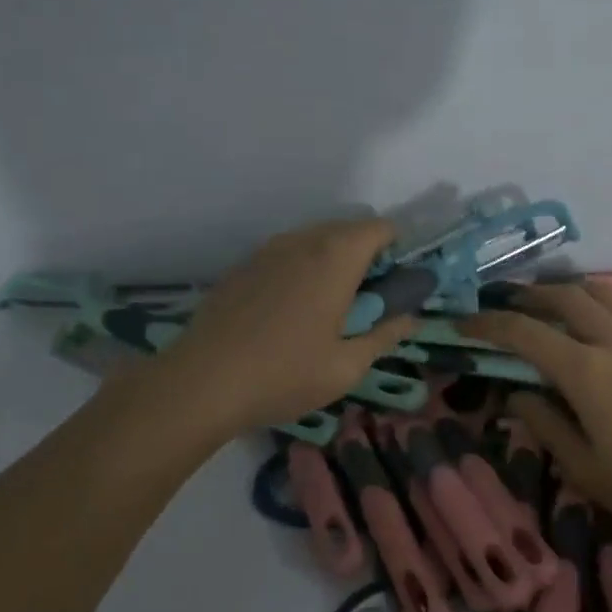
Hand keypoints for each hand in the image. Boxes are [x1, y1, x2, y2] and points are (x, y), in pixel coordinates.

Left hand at [155, 217, 419, 433]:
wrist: (201, 383)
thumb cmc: (285, 374)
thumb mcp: (347, 366)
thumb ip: (384, 337)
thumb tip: (410, 320)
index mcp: (336, 258)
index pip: (381, 228)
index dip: (398, 247)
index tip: (399, 279)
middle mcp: (302, 241)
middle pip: (348, 229)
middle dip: (367, 254)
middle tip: (370, 297)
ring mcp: (267, 250)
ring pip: (314, 239)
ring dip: (333, 259)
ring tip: (331, 304)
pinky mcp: (242, 267)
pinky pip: (285, 254)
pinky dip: (301, 268)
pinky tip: (290, 310)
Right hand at [462, 283, 611, 538]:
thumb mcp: (586, 470)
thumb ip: (546, 425)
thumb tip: (517, 394)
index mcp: (587, 372)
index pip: (526, 333)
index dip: (489, 323)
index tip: (465, 322)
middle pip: (566, 297)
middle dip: (530, 294)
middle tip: (508, 303)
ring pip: (607, 293)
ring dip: (574, 289)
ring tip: (557, 300)